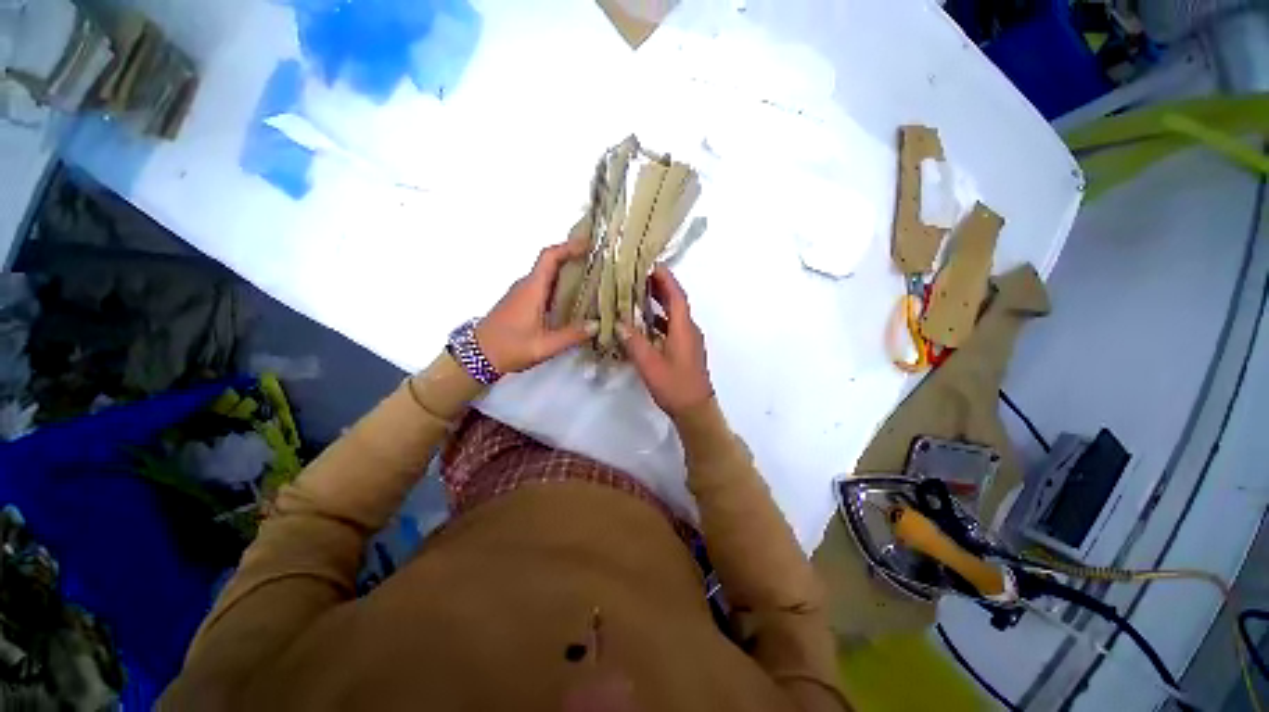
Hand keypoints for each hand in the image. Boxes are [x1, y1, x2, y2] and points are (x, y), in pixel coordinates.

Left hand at [476, 241, 595, 373]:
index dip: (569, 246)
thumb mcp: (544, 346)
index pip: (549, 257)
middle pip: (551, 263)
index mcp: (532, 289)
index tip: (588, 244)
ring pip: (547, 275)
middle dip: (573, 257)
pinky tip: (573, 300)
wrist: (477, 356)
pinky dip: (560, 286)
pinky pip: (544, 286)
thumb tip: (596, 325)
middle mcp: (527, 286)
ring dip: (567, 273)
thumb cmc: (509, 347)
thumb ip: (571, 335)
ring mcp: (522, 293)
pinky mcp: (521, 302)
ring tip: (592, 280)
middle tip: (598, 262)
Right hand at [618, 266, 713, 415]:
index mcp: (683, 328)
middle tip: (639, 276)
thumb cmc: (674, 386)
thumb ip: (633, 342)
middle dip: (660, 286)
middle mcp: (689, 329)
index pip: (676, 295)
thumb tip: (619, 322)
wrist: (695, 409)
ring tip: (639, 294)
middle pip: (676, 301)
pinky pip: (673, 326)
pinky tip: (645, 323)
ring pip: (674, 314)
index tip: (650, 264)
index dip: (665, 278)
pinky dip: (660, 320)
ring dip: (659, 303)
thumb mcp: (649, 364)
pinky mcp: (686, 349)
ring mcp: (689, 340)